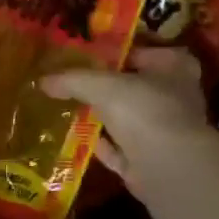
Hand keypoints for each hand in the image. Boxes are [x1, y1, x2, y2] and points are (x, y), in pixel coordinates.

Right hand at [41, 47, 210, 198]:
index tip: (89, 56)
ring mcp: (166, 131)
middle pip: (135, 87)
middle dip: (106, 87)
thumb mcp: (99, 85)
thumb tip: (42, 80)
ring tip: (69, 109)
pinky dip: (101, 144)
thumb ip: (71, 80)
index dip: (118, 53)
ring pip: (128, 118)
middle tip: (74, 83)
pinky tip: (76, 139)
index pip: (145, 52)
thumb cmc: (143, 110)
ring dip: (102, 117)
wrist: (168, 166)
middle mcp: (176, 97)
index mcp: (174, 68)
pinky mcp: (152, 160)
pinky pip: (121, 148)